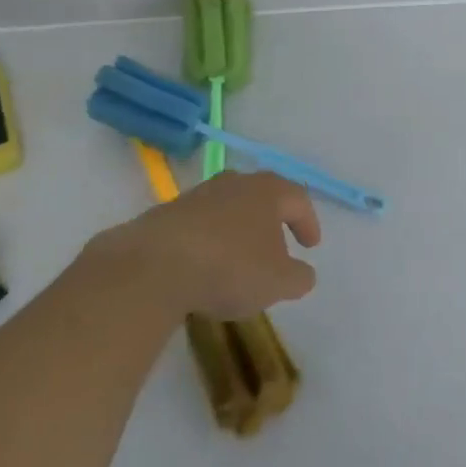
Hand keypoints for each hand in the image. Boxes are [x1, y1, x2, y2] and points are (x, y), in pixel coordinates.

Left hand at [85, 170, 321, 317]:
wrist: (154, 266)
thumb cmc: (230, 267)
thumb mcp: (278, 282)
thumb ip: (299, 277)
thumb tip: (303, 273)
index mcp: (267, 191)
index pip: (298, 199)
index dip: (308, 222)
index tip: (311, 246)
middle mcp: (234, 183)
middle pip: (261, 196)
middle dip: (272, 220)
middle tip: (278, 244)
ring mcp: (198, 195)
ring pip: (228, 208)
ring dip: (238, 230)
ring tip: (240, 259)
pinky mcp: (167, 214)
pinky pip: (199, 225)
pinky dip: (209, 241)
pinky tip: (205, 267)